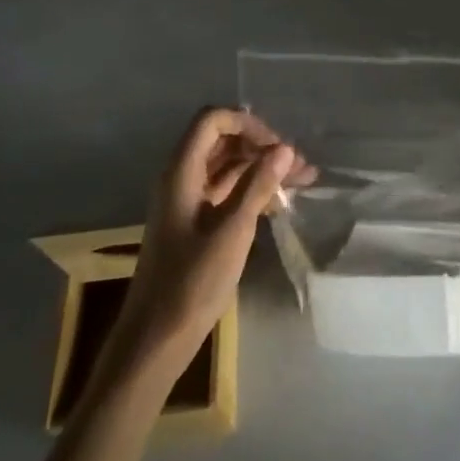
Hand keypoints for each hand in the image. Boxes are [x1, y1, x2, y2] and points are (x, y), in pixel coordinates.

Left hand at [108, 109, 313, 375]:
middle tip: (299, 165)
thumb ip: (259, 184)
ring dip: (262, 168)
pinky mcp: (194, 222)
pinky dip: (252, 190)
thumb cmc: (192, 281)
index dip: (247, 124)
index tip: (277, 146)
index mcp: (181, 171)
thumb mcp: (233, 230)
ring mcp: (187, 200)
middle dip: (261, 145)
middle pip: (222, 141)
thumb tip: (285, 149)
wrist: (156, 339)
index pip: (212, 121)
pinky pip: (226, 190)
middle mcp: (181, 177)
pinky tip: (281, 202)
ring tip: (303, 179)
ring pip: (227, 166)